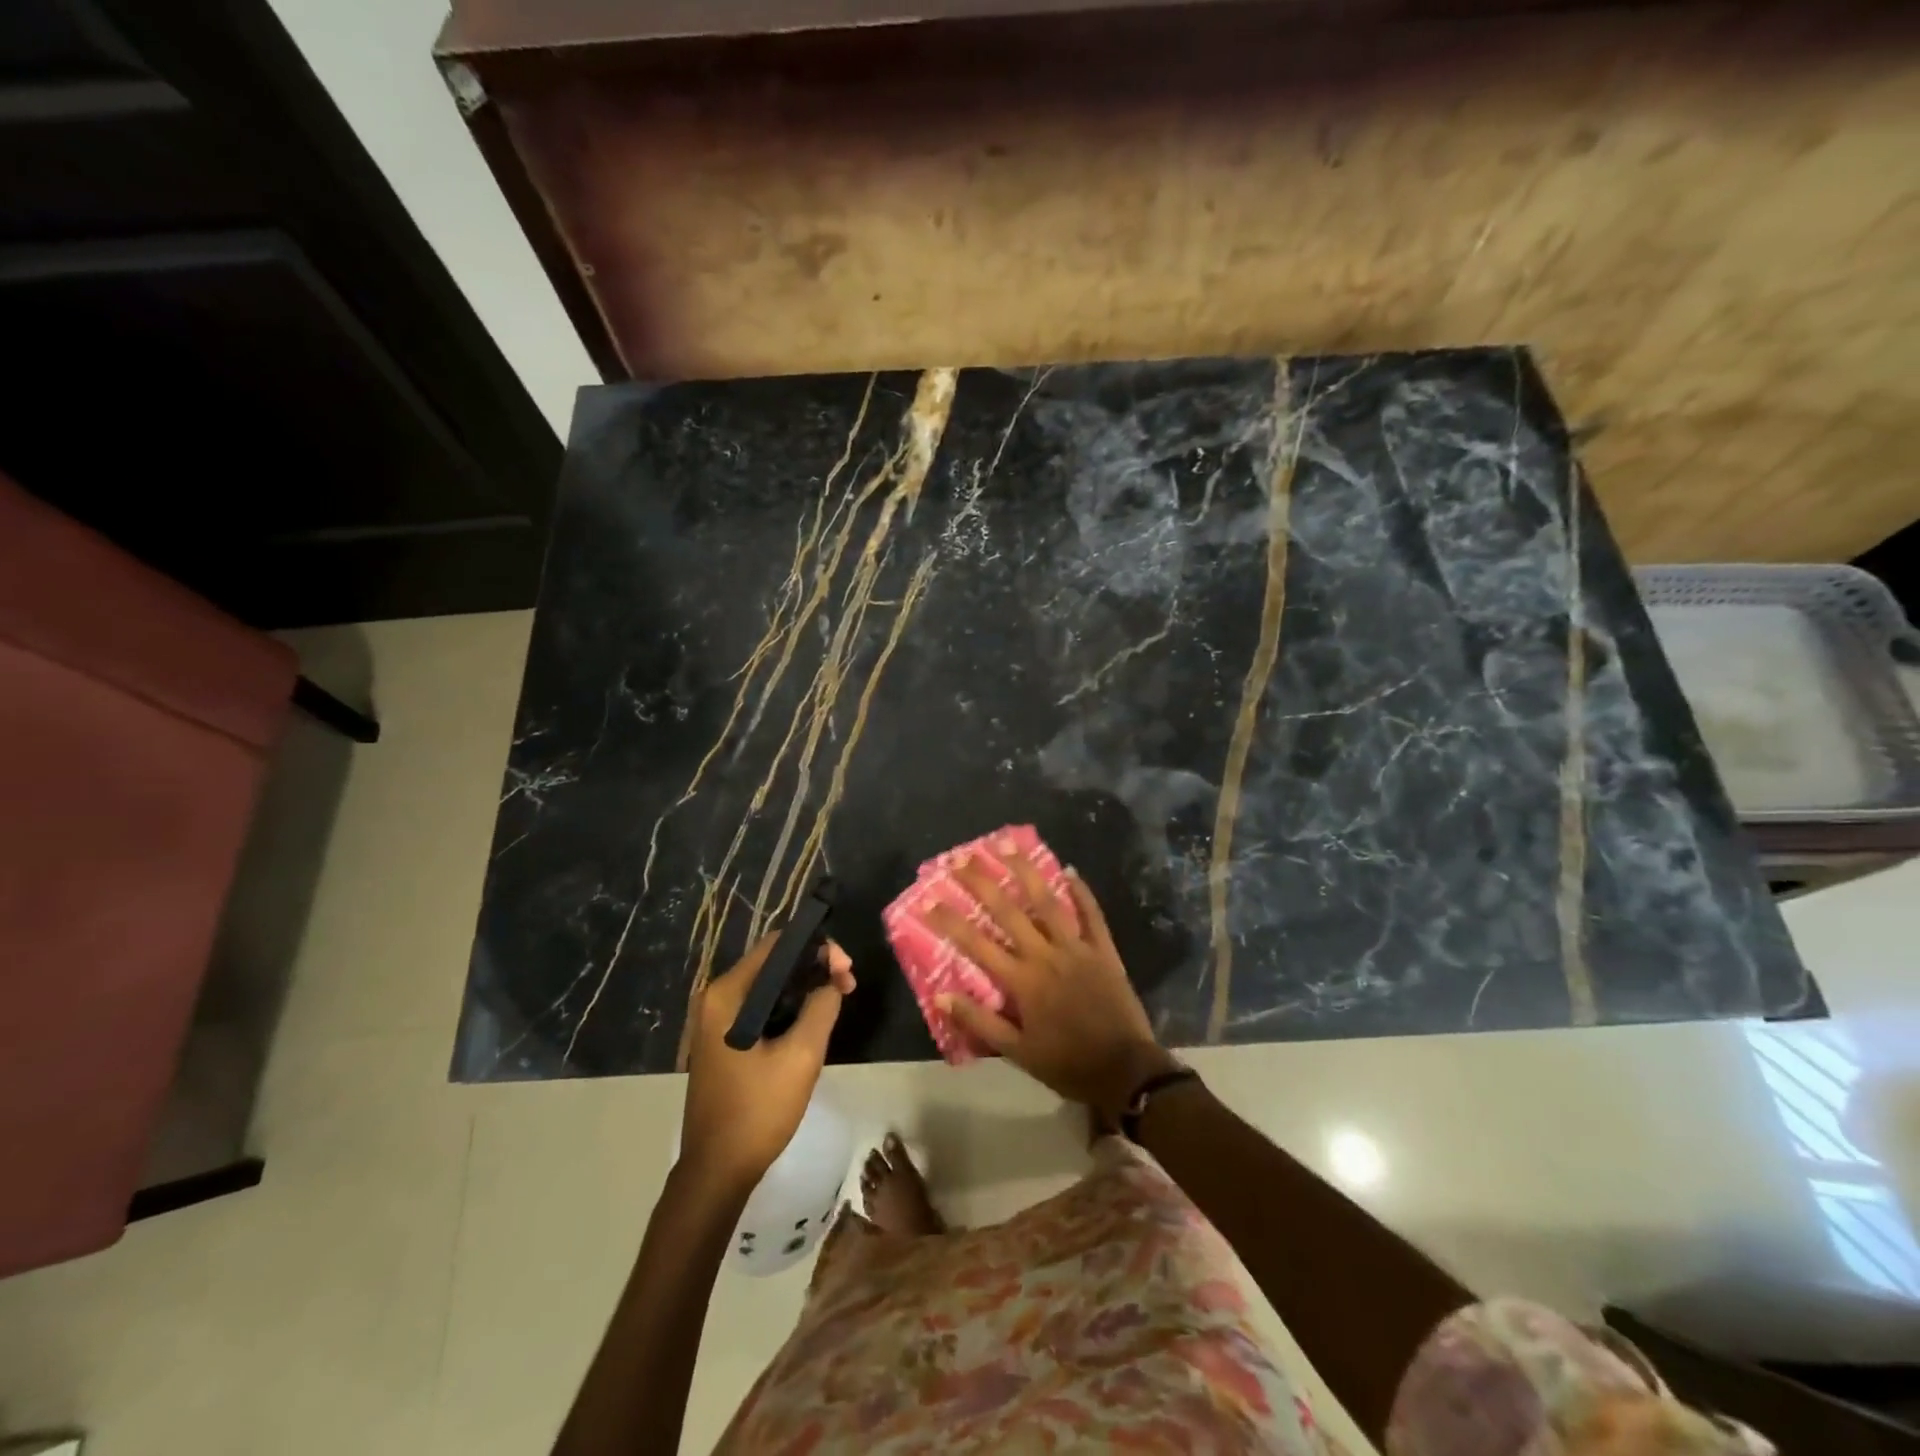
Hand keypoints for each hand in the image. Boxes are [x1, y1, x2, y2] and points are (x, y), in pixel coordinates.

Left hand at [680, 936, 854, 1194]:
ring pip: (768, 986)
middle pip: (773, 963)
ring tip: (836, 1000)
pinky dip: (787, 1007)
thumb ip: (821, 1007)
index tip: (846, 970)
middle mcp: (715, 997)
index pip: (777, 945)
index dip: (817, 948)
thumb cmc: (758, 1111)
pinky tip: (811, 1021)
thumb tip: (832, 980)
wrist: (717, 1171)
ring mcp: (715, 1019)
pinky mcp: (722, 1039)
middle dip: (814, 968)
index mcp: (727, 994)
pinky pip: (760, 1007)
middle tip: (847, 986)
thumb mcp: (801, 1056)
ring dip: (803, 988)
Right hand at [928, 852, 1179, 1121]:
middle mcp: (1045, 955)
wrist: (1125, 1071)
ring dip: (1026, 871)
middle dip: (982, 883)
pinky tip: (1069, 870)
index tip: (929, 899)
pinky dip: (1081, 892)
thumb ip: (980, 1021)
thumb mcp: (1017, 1052)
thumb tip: (942, 996)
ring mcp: (1077, 948)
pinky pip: (1092, 915)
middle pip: (1008, 912)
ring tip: (1009, 844)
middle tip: (962, 858)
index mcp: (1022, 981)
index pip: (977, 944)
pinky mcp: (1103, 950)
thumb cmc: (1067, 1064)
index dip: (951, 921)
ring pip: (1048, 902)